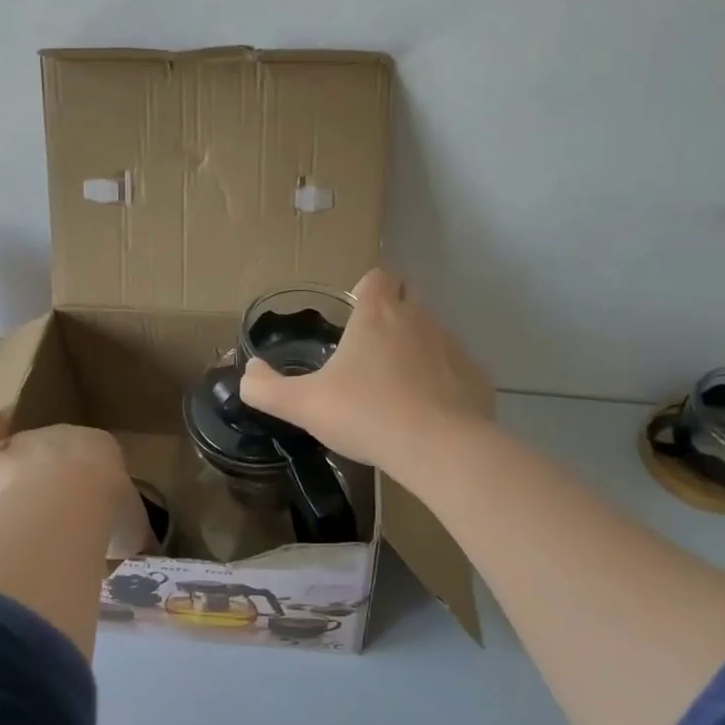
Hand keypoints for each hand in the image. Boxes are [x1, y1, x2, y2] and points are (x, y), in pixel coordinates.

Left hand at [0, 400, 155, 557]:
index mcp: (105, 449)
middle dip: (61, 479)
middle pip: (62, 456)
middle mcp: (69, 435)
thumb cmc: (107, 510)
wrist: (68, 502)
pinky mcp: (0, 454)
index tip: (93, 506)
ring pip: (28, 452)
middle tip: (60, 511)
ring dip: (28, 466)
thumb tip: (141, 546)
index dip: (95, 484)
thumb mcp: (133, 529)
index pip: (99, 462)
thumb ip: (131, 533)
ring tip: (27, 492)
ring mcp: (32, 441)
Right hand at [238, 267, 492, 473]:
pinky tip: (428, 415)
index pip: (378, 277)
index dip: (366, 290)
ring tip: (397, 392)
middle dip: (391, 317)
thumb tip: (248, 373)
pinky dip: (442, 383)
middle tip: (370, 356)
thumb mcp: (303, 405)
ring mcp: (452, 346)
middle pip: (407, 300)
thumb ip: (266, 388)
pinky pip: (455, 370)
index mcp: (377, 316)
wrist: (437, 448)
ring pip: (432, 335)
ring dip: (416, 352)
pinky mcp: (476, 377)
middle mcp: (418, 319)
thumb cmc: (365, 414)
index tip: (355, 316)